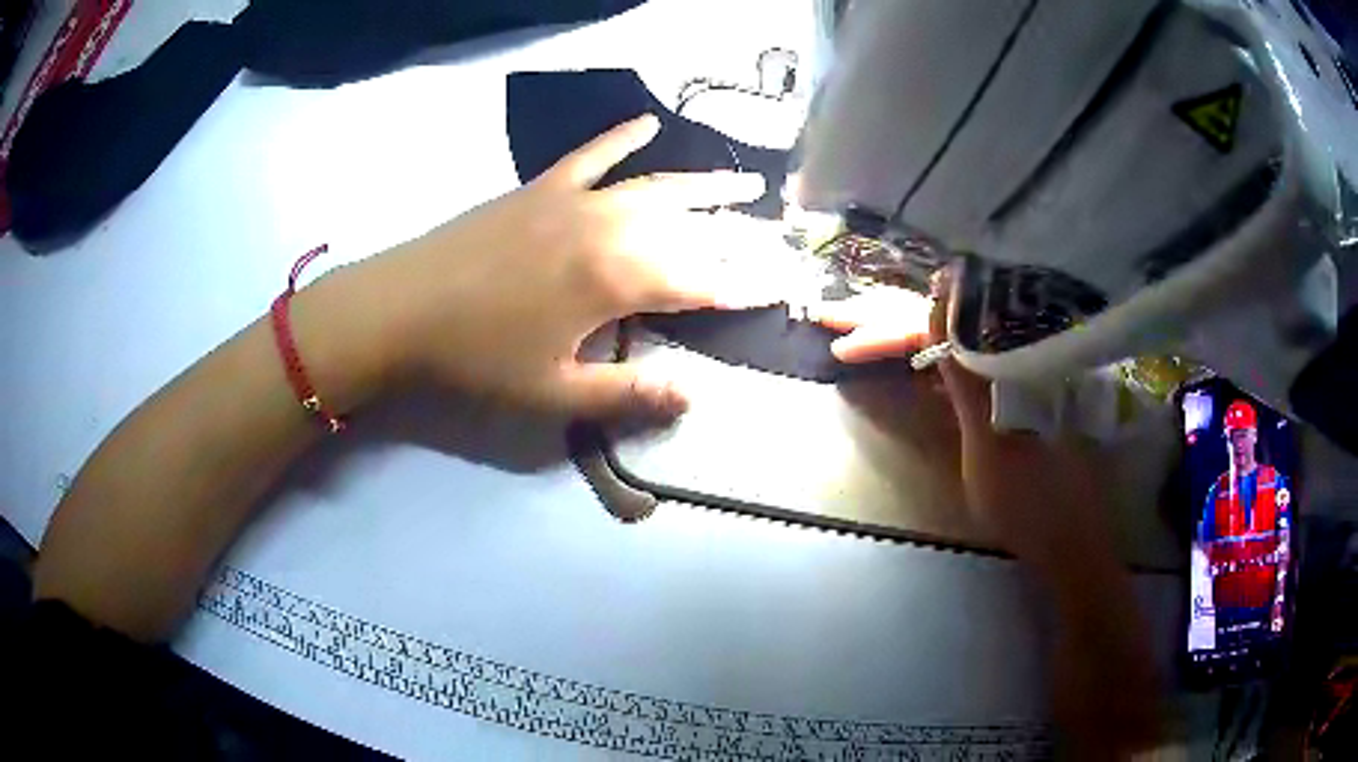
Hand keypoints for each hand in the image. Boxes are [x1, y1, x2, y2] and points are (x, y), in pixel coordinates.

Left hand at [325, 115, 784, 417]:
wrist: (402, 308)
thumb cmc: (477, 357)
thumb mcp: (554, 394)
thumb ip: (627, 394)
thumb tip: (693, 396)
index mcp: (616, 280)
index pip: (699, 282)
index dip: (740, 287)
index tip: (775, 287)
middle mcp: (609, 228)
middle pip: (689, 227)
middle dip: (737, 233)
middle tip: (775, 234)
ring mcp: (575, 200)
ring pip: (655, 184)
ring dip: (703, 182)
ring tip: (745, 180)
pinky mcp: (542, 187)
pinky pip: (593, 153)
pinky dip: (622, 136)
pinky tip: (648, 120)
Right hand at [818, 273, 1106, 564]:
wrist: (1070, 536)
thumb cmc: (1032, 499)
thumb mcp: (991, 444)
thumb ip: (965, 378)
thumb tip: (938, 302)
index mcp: (1007, 360)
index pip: (937, 327)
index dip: (884, 330)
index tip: (839, 342)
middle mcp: (1007, 355)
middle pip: (939, 323)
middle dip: (882, 319)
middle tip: (829, 317)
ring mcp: (1004, 375)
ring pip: (944, 341)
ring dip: (897, 334)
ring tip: (852, 330)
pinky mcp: (1001, 396)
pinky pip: (954, 364)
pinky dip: (921, 360)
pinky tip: (899, 358)